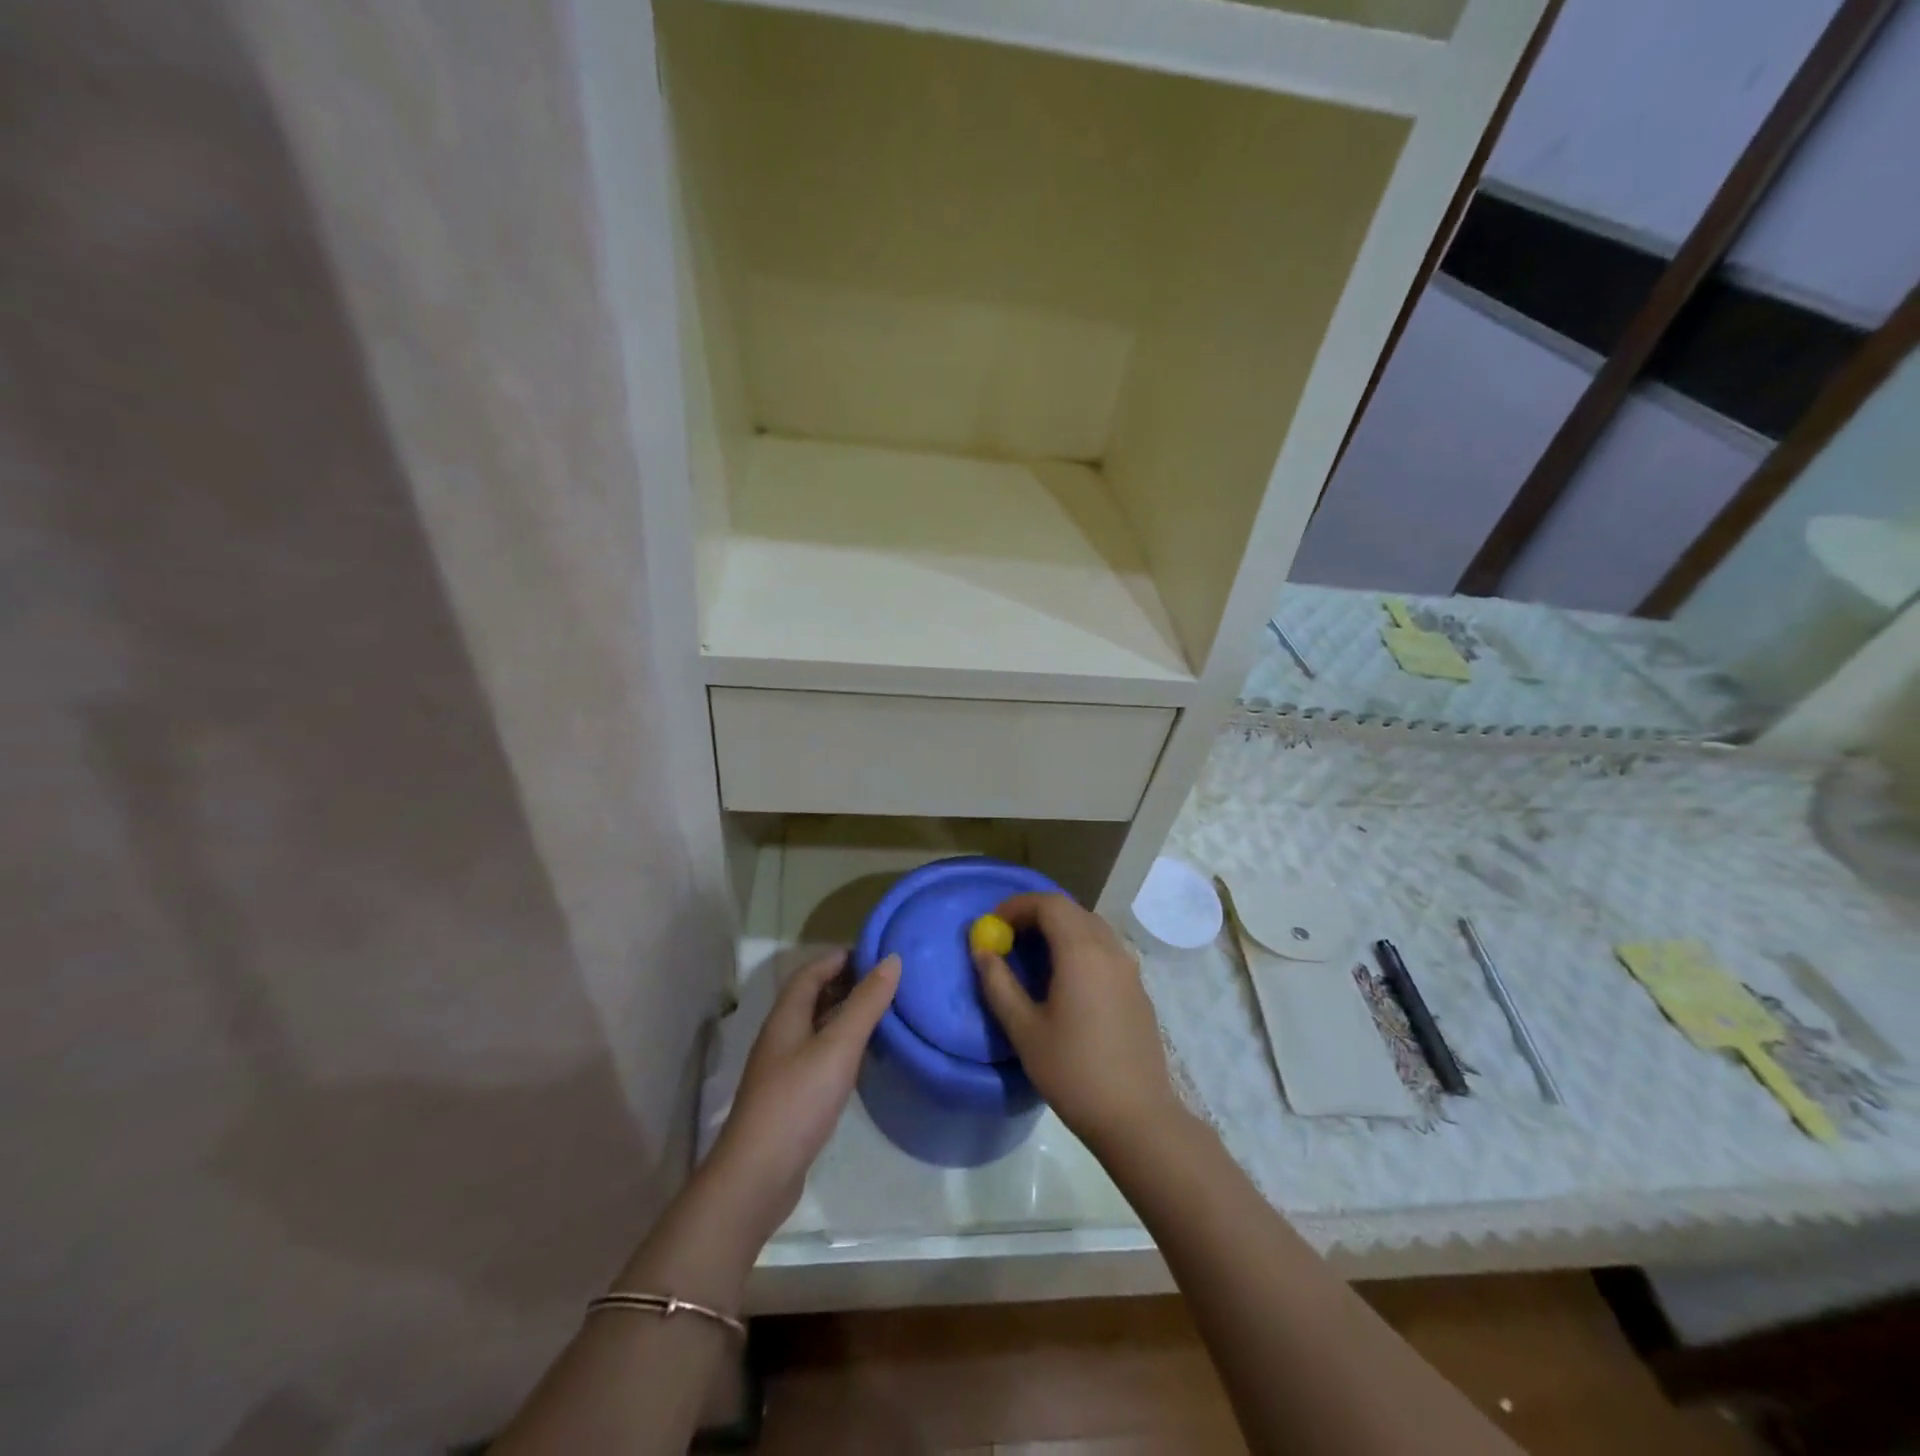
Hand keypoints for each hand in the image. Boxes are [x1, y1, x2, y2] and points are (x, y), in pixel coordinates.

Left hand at [707, 950, 898, 1244]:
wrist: (757, 1177)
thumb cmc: (797, 1102)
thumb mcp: (838, 1047)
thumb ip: (866, 1004)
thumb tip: (891, 960)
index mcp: (786, 1017)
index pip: (811, 972)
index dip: (839, 958)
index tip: (876, 953)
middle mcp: (781, 1037)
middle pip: (812, 997)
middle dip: (845, 982)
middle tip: (886, 981)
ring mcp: (784, 1069)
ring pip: (816, 1027)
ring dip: (845, 1014)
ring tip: (883, 1012)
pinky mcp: (792, 1097)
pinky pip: (819, 1055)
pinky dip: (842, 1045)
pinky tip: (863, 1057)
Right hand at [973, 893, 1181, 1151]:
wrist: (1137, 1116)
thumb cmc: (1073, 1072)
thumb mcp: (1024, 1030)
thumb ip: (999, 984)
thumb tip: (982, 951)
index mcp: (1081, 952)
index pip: (1048, 904)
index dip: (1017, 906)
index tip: (993, 924)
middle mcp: (1109, 949)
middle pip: (1071, 910)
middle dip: (1036, 914)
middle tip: (1008, 937)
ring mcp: (1129, 968)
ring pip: (1091, 927)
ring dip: (1059, 929)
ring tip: (1033, 956)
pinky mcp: (1137, 988)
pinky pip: (1105, 949)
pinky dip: (1079, 947)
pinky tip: (1065, 981)